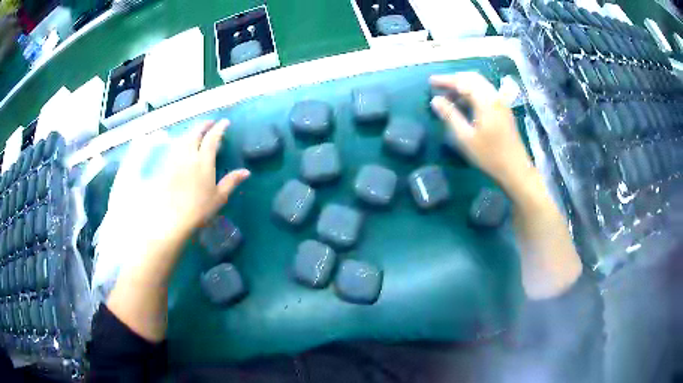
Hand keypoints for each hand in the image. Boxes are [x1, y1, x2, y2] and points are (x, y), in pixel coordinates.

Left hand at [156, 119, 249, 237]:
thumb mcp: (219, 197)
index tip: (225, 122)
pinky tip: (182, 146)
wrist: (173, 218)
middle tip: (210, 122)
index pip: (212, 138)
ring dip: (192, 132)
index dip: (219, 128)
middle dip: (204, 125)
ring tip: (197, 132)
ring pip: (183, 138)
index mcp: (204, 161)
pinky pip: (175, 147)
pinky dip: (181, 141)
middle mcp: (189, 155)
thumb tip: (246, 171)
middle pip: (195, 133)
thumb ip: (231, 181)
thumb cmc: (199, 209)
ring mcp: (176, 160)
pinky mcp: (166, 166)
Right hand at [430, 72, 532, 190]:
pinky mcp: (503, 110)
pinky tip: (464, 103)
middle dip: (454, 79)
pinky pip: (485, 93)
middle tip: (439, 86)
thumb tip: (435, 100)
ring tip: (449, 96)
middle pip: (473, 78)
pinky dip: (472, 93)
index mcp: (486, 101)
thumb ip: (450, 115)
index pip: (463, 81)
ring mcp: (501, 103)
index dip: (446, 80)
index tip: (430, 82)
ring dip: (464, 86)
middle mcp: (495, 96)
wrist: (515, 169)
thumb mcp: (465, 138)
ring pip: (480, 85)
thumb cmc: (489, 155)